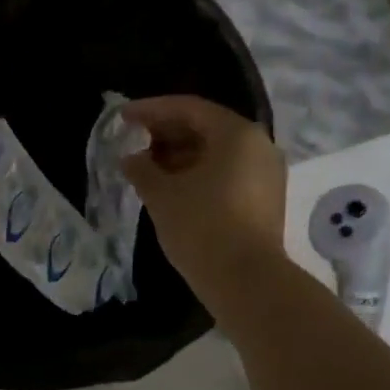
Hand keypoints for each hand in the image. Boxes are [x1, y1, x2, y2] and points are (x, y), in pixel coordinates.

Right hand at [121, 95, 286, 303]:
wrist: (246, 281)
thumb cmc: (201, 227)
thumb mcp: (162, 194)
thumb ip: (142, 168)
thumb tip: (130, 158)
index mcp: (236, 134)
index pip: (189, 108)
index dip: (151, 110)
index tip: (123, 118)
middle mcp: (258, 146)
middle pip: (206, 128)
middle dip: (166, 133)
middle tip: (134, 141)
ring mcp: (266, 174)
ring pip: (217, 153)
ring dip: (180, 155)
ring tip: (147, 167)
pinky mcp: (265, 200)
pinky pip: (227, 174)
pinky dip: (198, 174)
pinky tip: (171, 188)